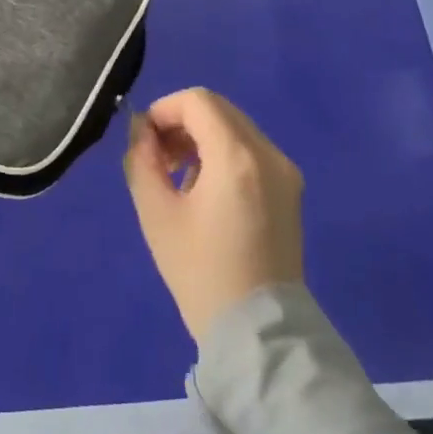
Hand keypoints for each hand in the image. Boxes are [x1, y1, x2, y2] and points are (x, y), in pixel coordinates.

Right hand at [124, 88, 303, 343]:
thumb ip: (142, 159)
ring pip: (235, 129)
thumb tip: (142, 131)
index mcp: (237, 157)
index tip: (144, 141)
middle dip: (181, 123)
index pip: (197, 101)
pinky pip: (250, 151)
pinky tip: (204, 191)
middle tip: (157, 158)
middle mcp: (269, 155)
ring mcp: (285, 173)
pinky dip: (222, 154)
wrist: (257, 332)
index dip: (163, 110)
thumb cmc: (200, 271)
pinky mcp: (290, 191)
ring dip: (200, 138)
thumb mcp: (156, 212)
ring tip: (177, 177)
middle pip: (218, 110)